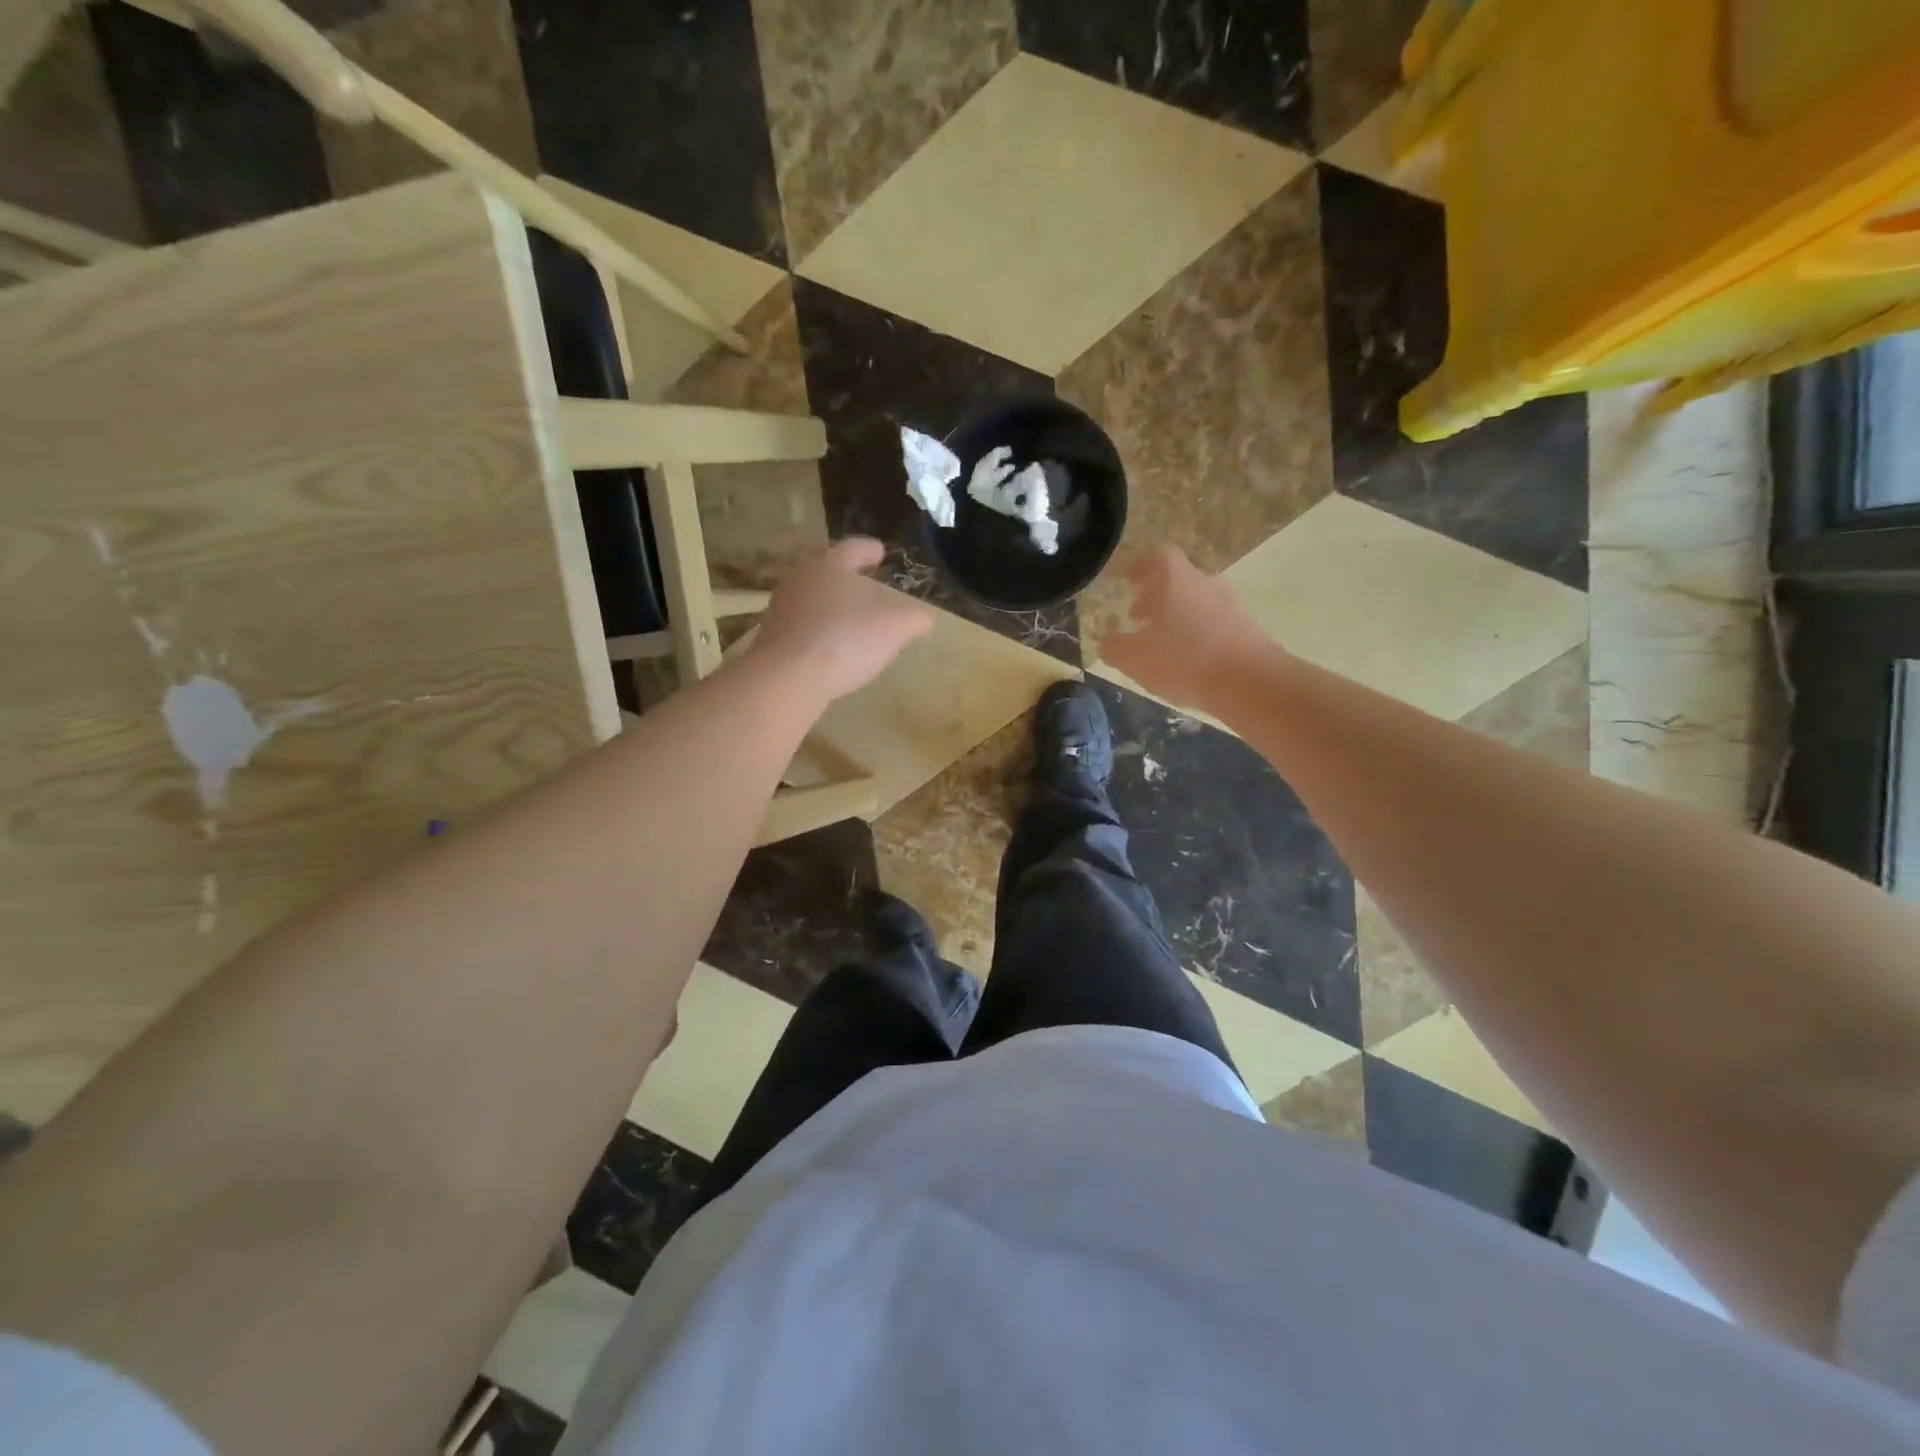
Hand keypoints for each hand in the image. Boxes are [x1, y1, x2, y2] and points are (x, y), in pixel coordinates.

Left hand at [752, 539, 933, 703]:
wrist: (787, 677)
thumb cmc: (846, 640)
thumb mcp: (895, 628)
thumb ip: (914, 620)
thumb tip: (924, 620)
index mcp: (830, 565)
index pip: (854, 548)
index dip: (870, 549)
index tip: (880, 552)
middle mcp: (801, 578)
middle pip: (828, 570)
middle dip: (847, 577)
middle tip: (866, 584)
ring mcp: (782, 608)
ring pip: (813, 598)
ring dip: (832, 606)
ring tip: (852, 619)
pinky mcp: (772, 637)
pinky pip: (803, 626)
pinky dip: (819, 631)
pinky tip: (833, 648)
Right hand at [1097, 546, 1271, 712]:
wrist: (1250, 682)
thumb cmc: (1185, 660)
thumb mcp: (1135, 659)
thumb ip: (1115, 648)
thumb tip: (1106, 642)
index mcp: (1175, 579)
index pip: (1157, 555)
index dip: (1138, 565)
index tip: (1124, 580)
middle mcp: (1204, 582)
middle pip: (1177, 578)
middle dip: (1154, 596)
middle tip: (1136, 617)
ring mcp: (1230, 603)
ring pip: (1195, 601)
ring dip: (1175, 616)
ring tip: (1160, 643)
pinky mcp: (1246, 627)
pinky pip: (1212, 622)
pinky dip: (1196, 633)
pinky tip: (1187, 660)